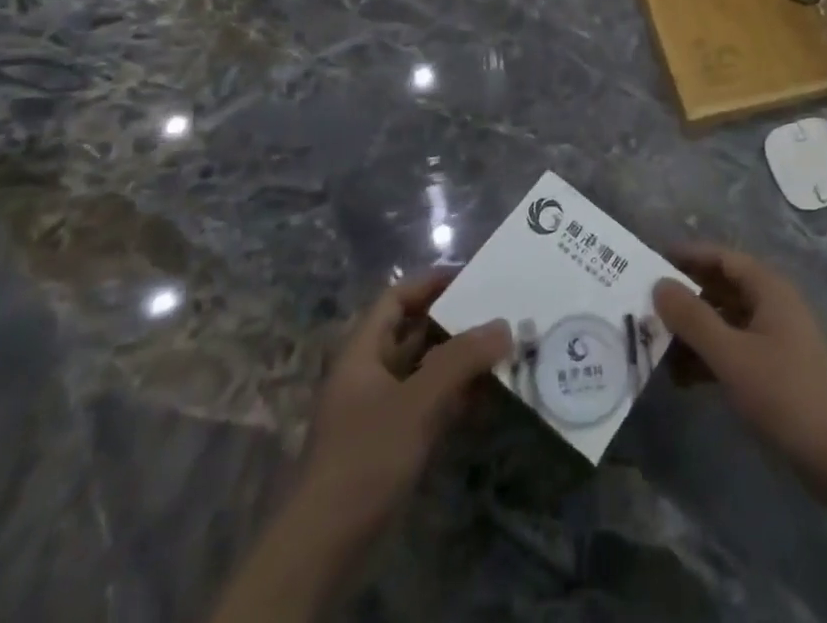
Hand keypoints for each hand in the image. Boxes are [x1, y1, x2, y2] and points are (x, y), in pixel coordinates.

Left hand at [292, 272, 510, 557]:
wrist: (323, 548)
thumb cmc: (364, 458)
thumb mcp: (416, 403)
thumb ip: (460, 361)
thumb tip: (503, 325)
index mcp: (362, 352)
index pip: (396, 299)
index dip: (430, 283)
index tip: (472, 277)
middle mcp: (370, 374)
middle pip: (415, 332)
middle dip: (455, 323)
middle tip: (499, 314)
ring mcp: (380, 410)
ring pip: (425, 371)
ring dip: (460, 362)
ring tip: (503, 352)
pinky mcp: (391, 444)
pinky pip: (429, 405)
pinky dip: (456, 398)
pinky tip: (488, 400)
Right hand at [653, 244, 826, 507]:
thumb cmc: (787, 395)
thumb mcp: (733, 356)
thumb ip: (693, 319)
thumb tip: (658, 284)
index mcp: (768, 288)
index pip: (721, 257)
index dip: (687, 256)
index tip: (649, 263)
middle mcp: (772, 304)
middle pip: (721, 288)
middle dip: (685, 298)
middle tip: (644, 308)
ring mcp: (775, 338)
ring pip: (725, 322)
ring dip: (693, 332)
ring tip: (654, 346)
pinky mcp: (775, 370)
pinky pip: (733, 350)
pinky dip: (708, 358)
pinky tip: (680, 378)